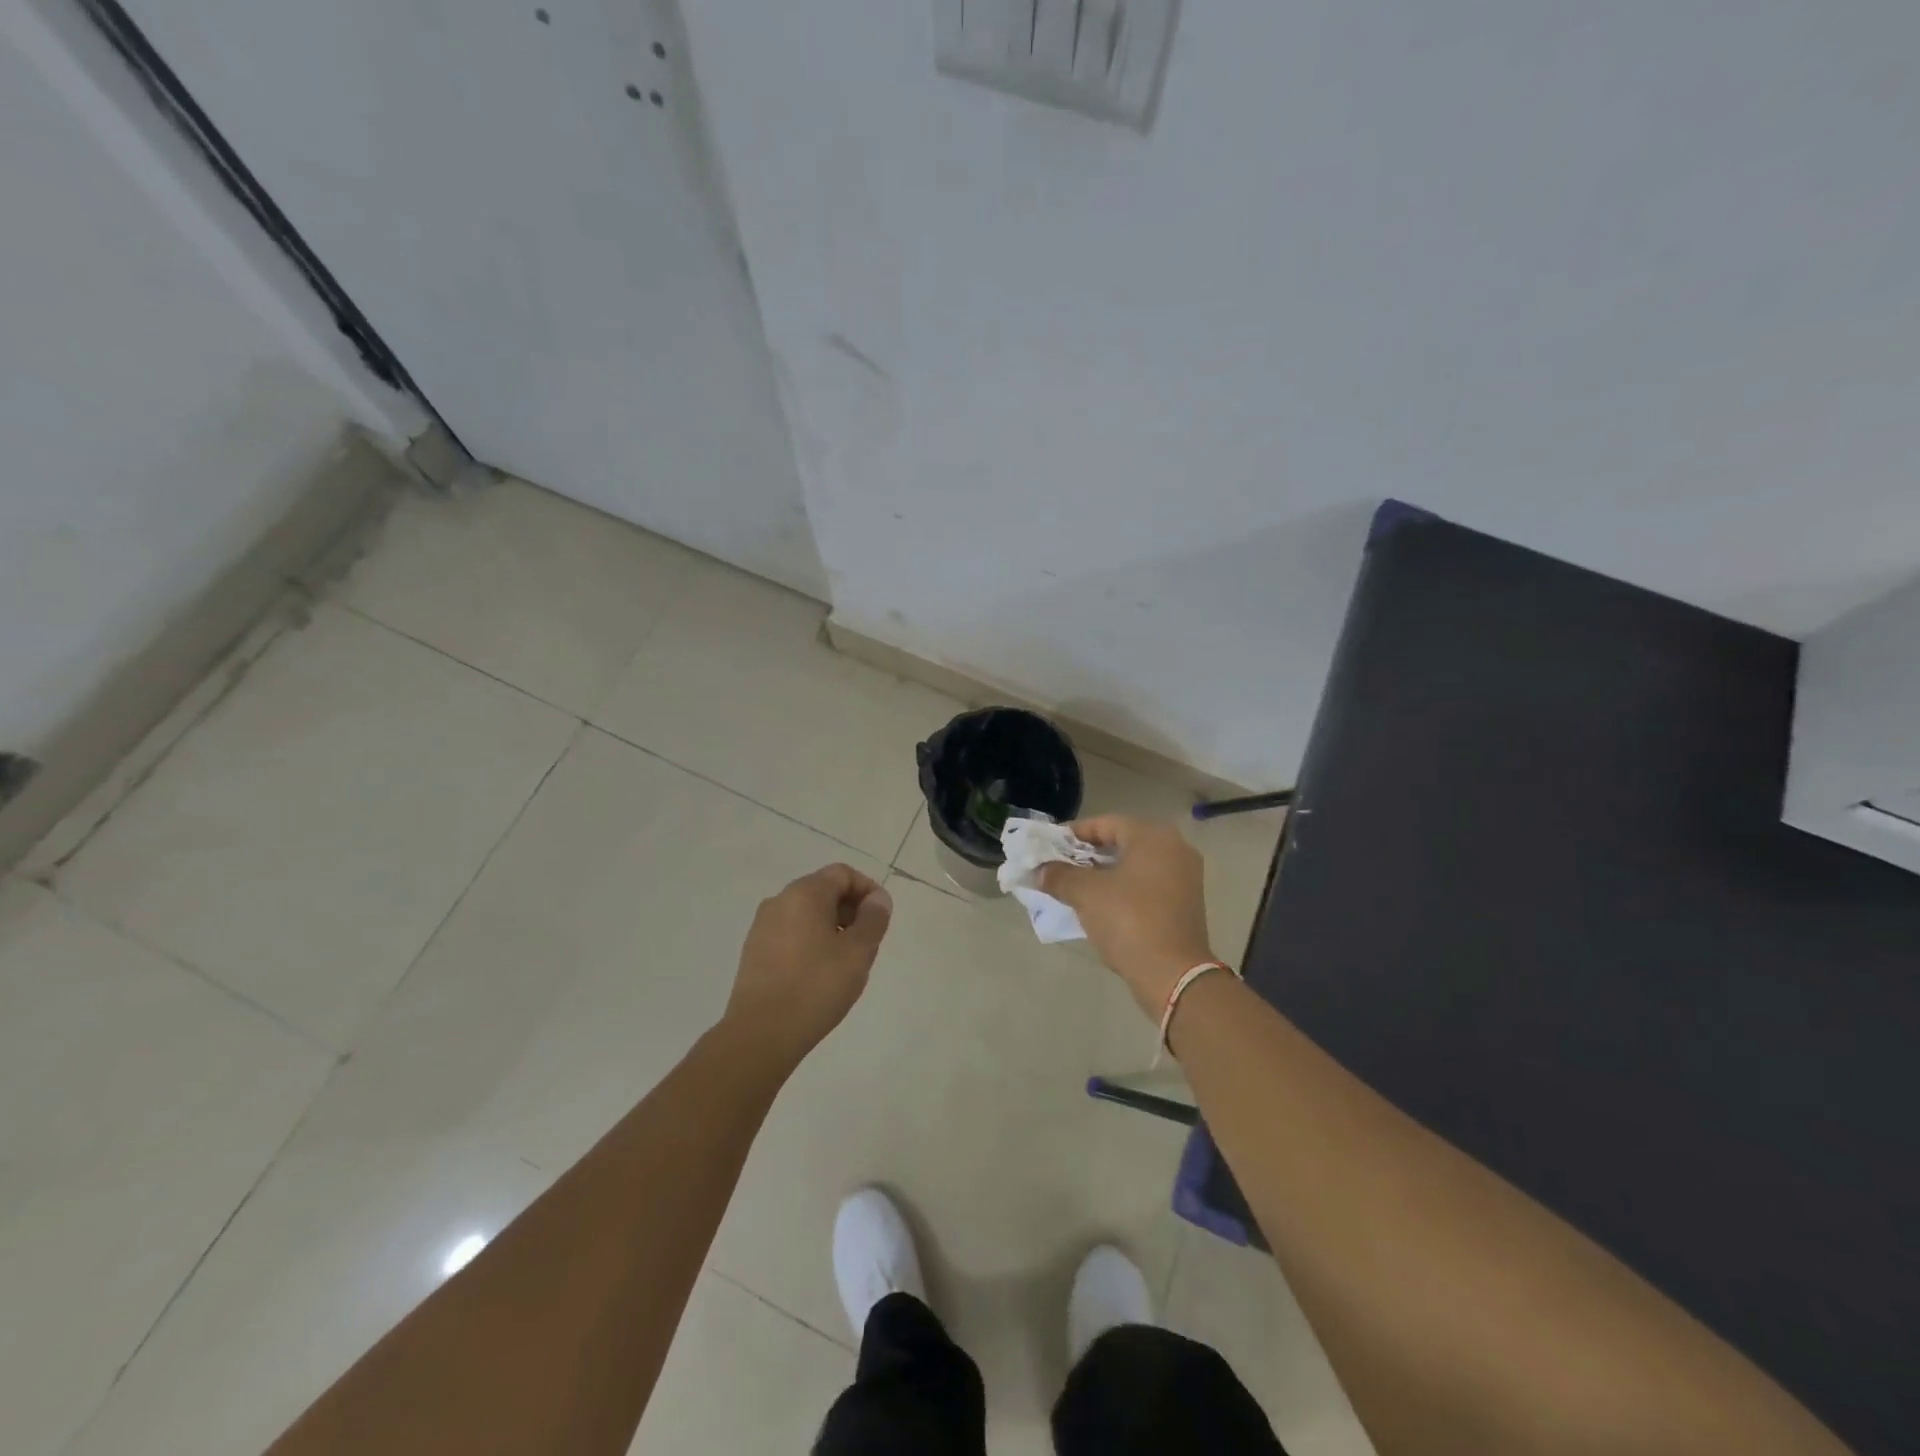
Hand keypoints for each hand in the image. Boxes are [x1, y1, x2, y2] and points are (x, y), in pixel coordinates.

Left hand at [725, 864, 892, 1064]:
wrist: (761, 1034)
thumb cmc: (816, 986)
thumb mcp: (858, 952)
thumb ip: (873, 919)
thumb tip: (877, 899)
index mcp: (804, 893)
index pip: (843, 874)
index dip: (867, 890)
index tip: (881, 920)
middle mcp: (779, 901)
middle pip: (823, 890)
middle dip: (850, 910)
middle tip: (867, 943)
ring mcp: (762, 926)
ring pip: (806, 914)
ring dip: (831, 927)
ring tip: (845, 962)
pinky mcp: (754, 951)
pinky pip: (790, 933)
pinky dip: (810, 942)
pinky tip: (818, 974)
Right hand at [1040, 816, 1214, 1019]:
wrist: (1173, 974)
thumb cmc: (1129, 921)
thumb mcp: (1086, 894)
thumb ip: (1059, 875)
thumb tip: (1039, 870)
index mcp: (1153, 837)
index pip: (1105, 823)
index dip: (1073, 834)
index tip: (1049, 848)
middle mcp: (1174, 848)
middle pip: (1121, 842)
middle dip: (1087, 855)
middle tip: (1059, 867)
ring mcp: (1184, 876)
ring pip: (1133, 865)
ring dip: (1104, 873)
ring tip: (1074, 887)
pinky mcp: (1185, 902)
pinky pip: (1146, 884)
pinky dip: (1123, 888)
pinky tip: (1100, 904)